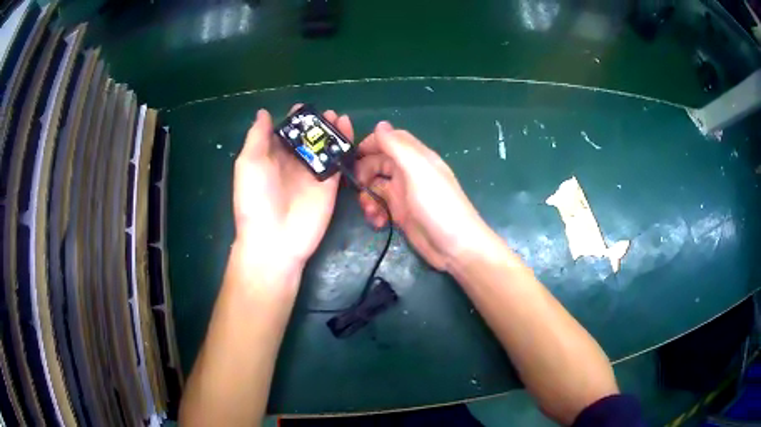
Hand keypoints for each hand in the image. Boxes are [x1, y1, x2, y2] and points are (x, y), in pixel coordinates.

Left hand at [233, 107, 353, 274]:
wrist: (274, 238)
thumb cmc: (255, 199)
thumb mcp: (249, 162)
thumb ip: (258, 136)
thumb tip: (264, 112)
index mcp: (271, 157)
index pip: (285, 133)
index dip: (293, 120)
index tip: (301, 107)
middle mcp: (292, 163)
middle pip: (307, 138)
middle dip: (316, 124)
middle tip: (325, 112)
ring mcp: (312, 174)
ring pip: (324, 147)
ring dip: (331, 131)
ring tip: (337, 116)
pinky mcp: (329, 185)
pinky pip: (339, 161)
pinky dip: (344, 145)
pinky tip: (347, 129)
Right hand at [354, 121, 490, 270]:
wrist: (455, 248)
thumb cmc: (438, 206)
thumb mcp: (418, 172)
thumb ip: (398, 147)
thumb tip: (380, 124)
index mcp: (417, 158)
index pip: (391, 140)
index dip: (372, 143)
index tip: (353, 155)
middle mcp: (410, 173)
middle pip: (379, 163)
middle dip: (365, 173)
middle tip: (358, 187)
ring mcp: (405, 194)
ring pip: (376, 186)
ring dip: (367, 196)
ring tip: (370, 211)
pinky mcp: (401, 214)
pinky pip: (380, 206)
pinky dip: (374, 212)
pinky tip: (378, 222)